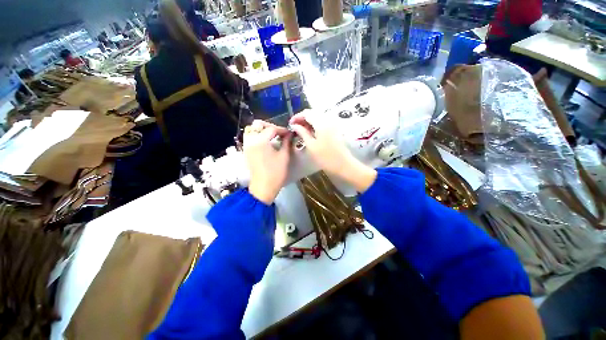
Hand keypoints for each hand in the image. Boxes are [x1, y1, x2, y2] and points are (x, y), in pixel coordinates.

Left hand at [243, 120, 290, 203]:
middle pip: (258, 125)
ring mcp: (247, 146)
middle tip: (279, 133)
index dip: (282, 130)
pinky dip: (256, 136)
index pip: (271, 129)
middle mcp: (251, 140)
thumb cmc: (276, 172)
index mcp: (261, 141)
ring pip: (251, 130)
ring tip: (271, 135)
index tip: (289, 133)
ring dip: (261, 130)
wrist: (263, 187)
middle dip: (270, 127)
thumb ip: (286, 142)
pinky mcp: (246, 151)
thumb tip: (289, 134)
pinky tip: (265, 142)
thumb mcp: (284, 156)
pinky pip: (249, 138)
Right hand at [289, 111, 376, 192]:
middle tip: (295, 127)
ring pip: (318, 117)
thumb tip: (295, 125)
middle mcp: (328, 119)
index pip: (307, 113)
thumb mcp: (311, 146)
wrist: (343, 164)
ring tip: (301, 130)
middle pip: (313, 113)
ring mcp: (333, 123)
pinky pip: (323, 122)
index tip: (290, 124)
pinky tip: (310, 132)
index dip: (297, 116)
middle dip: (303, 118)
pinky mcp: (335, 128)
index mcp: (321, 122)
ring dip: (309, 121)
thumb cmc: (326, 157)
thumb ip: (302, 133)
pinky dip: (315, 124)